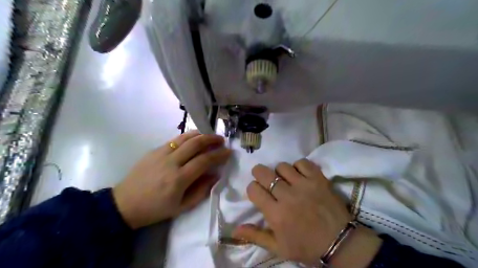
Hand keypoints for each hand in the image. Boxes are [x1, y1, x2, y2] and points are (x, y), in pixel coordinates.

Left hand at [113, 130, 230, 229]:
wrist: (125, 204)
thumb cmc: (156, 209)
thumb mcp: (182, 207)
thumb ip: (202, 190)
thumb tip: (215, 175)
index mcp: (179, 179)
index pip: (204, 160)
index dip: (219, 154)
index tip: (228, 152)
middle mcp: (171, 162)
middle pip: (196, 144)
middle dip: (212, 139)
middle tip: (221, 140)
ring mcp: (161, 153)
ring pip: (185, 137)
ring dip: (201, 134)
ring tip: (210, 136)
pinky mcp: (154, 150)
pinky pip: (175, 140)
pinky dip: (188, 137)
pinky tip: (194, 139)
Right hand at [233, 160, 383, 265]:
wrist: (339, 243)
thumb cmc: (306, 246)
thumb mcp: (278, 247)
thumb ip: (256, 236)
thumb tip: (234, 230)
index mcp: (275, 213)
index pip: (253, 189)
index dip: (252, 189)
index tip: (258, 193)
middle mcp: (287, 196)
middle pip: (264, 173)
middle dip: (259, 173)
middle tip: (264, 178)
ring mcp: (304, 185)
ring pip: (282, 166)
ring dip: (280, 172)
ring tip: (285, 179)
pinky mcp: (318, 179)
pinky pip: (302, 163)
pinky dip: (298, 166)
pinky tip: (300, 175)